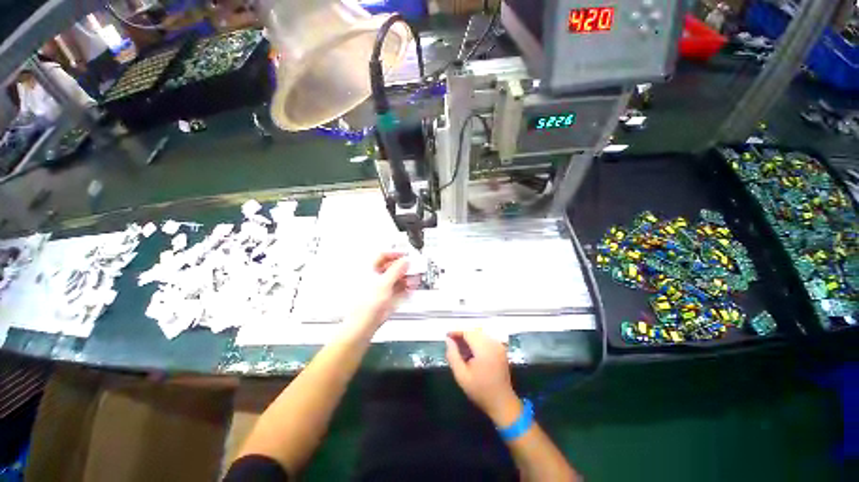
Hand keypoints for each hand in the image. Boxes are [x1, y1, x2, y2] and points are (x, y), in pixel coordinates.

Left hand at [351, 253, 409, 329]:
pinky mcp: (383, 299)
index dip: (395, 254)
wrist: (362, 326)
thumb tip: (405, 261)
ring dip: (405, 279)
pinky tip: (410, 289)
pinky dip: (403, 288)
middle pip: (390, 268)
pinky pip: (395, 290)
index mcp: (368, 270)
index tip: (406, 256)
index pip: (382, 255)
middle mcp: (372, 278)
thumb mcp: (384, 283)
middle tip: (413, 269)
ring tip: (414, 280)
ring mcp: (378, 289)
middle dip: (403, 268)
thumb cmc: (366, 305)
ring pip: (394, 280)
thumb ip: (396, 270)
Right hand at [445, 330, 520, 425]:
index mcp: (484, 348)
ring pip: (480, 334)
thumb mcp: (461, 375)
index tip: (446, 336)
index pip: (468, 332)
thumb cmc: (480, 390)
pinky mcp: (501, 349)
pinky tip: (471, 351)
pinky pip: (486, 339)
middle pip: (474, 332)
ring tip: (459, 347)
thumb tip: (448, 340)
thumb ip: (453, 355)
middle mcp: (493, 343)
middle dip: (462, 334)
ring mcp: (498, 345)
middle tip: (451, 342)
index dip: (456, 332)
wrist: (502, 403)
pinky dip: (477, 341)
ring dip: (469, 337)